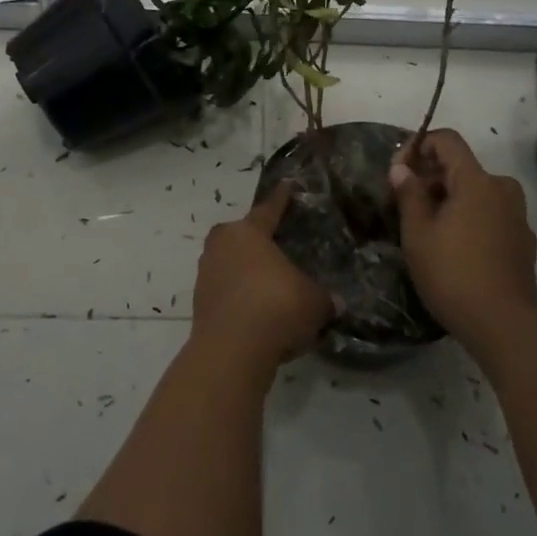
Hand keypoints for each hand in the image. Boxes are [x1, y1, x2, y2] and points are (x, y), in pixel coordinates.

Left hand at [192, 182, 333, 369]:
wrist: (232, 350)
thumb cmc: (276, 306)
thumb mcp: (313, 301)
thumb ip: (324, 298)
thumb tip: (337, 303)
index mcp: (249, 231)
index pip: (269, 209)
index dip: (281, 199)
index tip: (287, 185)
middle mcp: (222, 245)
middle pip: (241, 235)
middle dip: (257, 241)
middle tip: (277, 247)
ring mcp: (206, 273)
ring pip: (230, 264)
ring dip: (246, 273)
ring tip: (269, 286)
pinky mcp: (199, 303)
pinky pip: (225, 291)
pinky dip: (239, 298)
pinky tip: (257, 313)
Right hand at [390, 129, 536, 344]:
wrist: (504, 326)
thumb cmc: (453, 274)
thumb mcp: (418, 234)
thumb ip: (409, 194)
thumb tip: (402, 168)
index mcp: (477, 181)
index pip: (448, 141)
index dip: (420, 146)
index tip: (400, 171)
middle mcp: (502, 189)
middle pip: (463, 166)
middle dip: (432, 176)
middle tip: (407, 203)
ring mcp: (517, 216)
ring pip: (478, 191)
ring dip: (451, 198)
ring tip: (429, 227)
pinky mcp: (524, 241)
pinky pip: (491, 214)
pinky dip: (471, 217)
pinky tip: (456, 247)